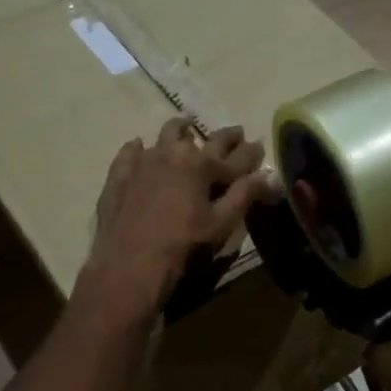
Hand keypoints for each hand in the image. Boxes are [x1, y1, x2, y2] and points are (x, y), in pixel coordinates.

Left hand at [82, 118, 270, 315]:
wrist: (129, 263)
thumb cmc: (183, 245)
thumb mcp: (221, 223)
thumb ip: (246, 195)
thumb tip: (269, 176)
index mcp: (203, 164)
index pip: (236, 156)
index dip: (251, 152)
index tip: (259, 145)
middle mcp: (175, 153)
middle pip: (205, 138)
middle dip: (224, 137)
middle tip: (235, 133)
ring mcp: (144, 160)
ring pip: (167, 135)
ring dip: (181, 130)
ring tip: (187, 127)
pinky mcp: (120, 174)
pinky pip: (131, 152)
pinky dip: (141, 148)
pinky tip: (140, 147)